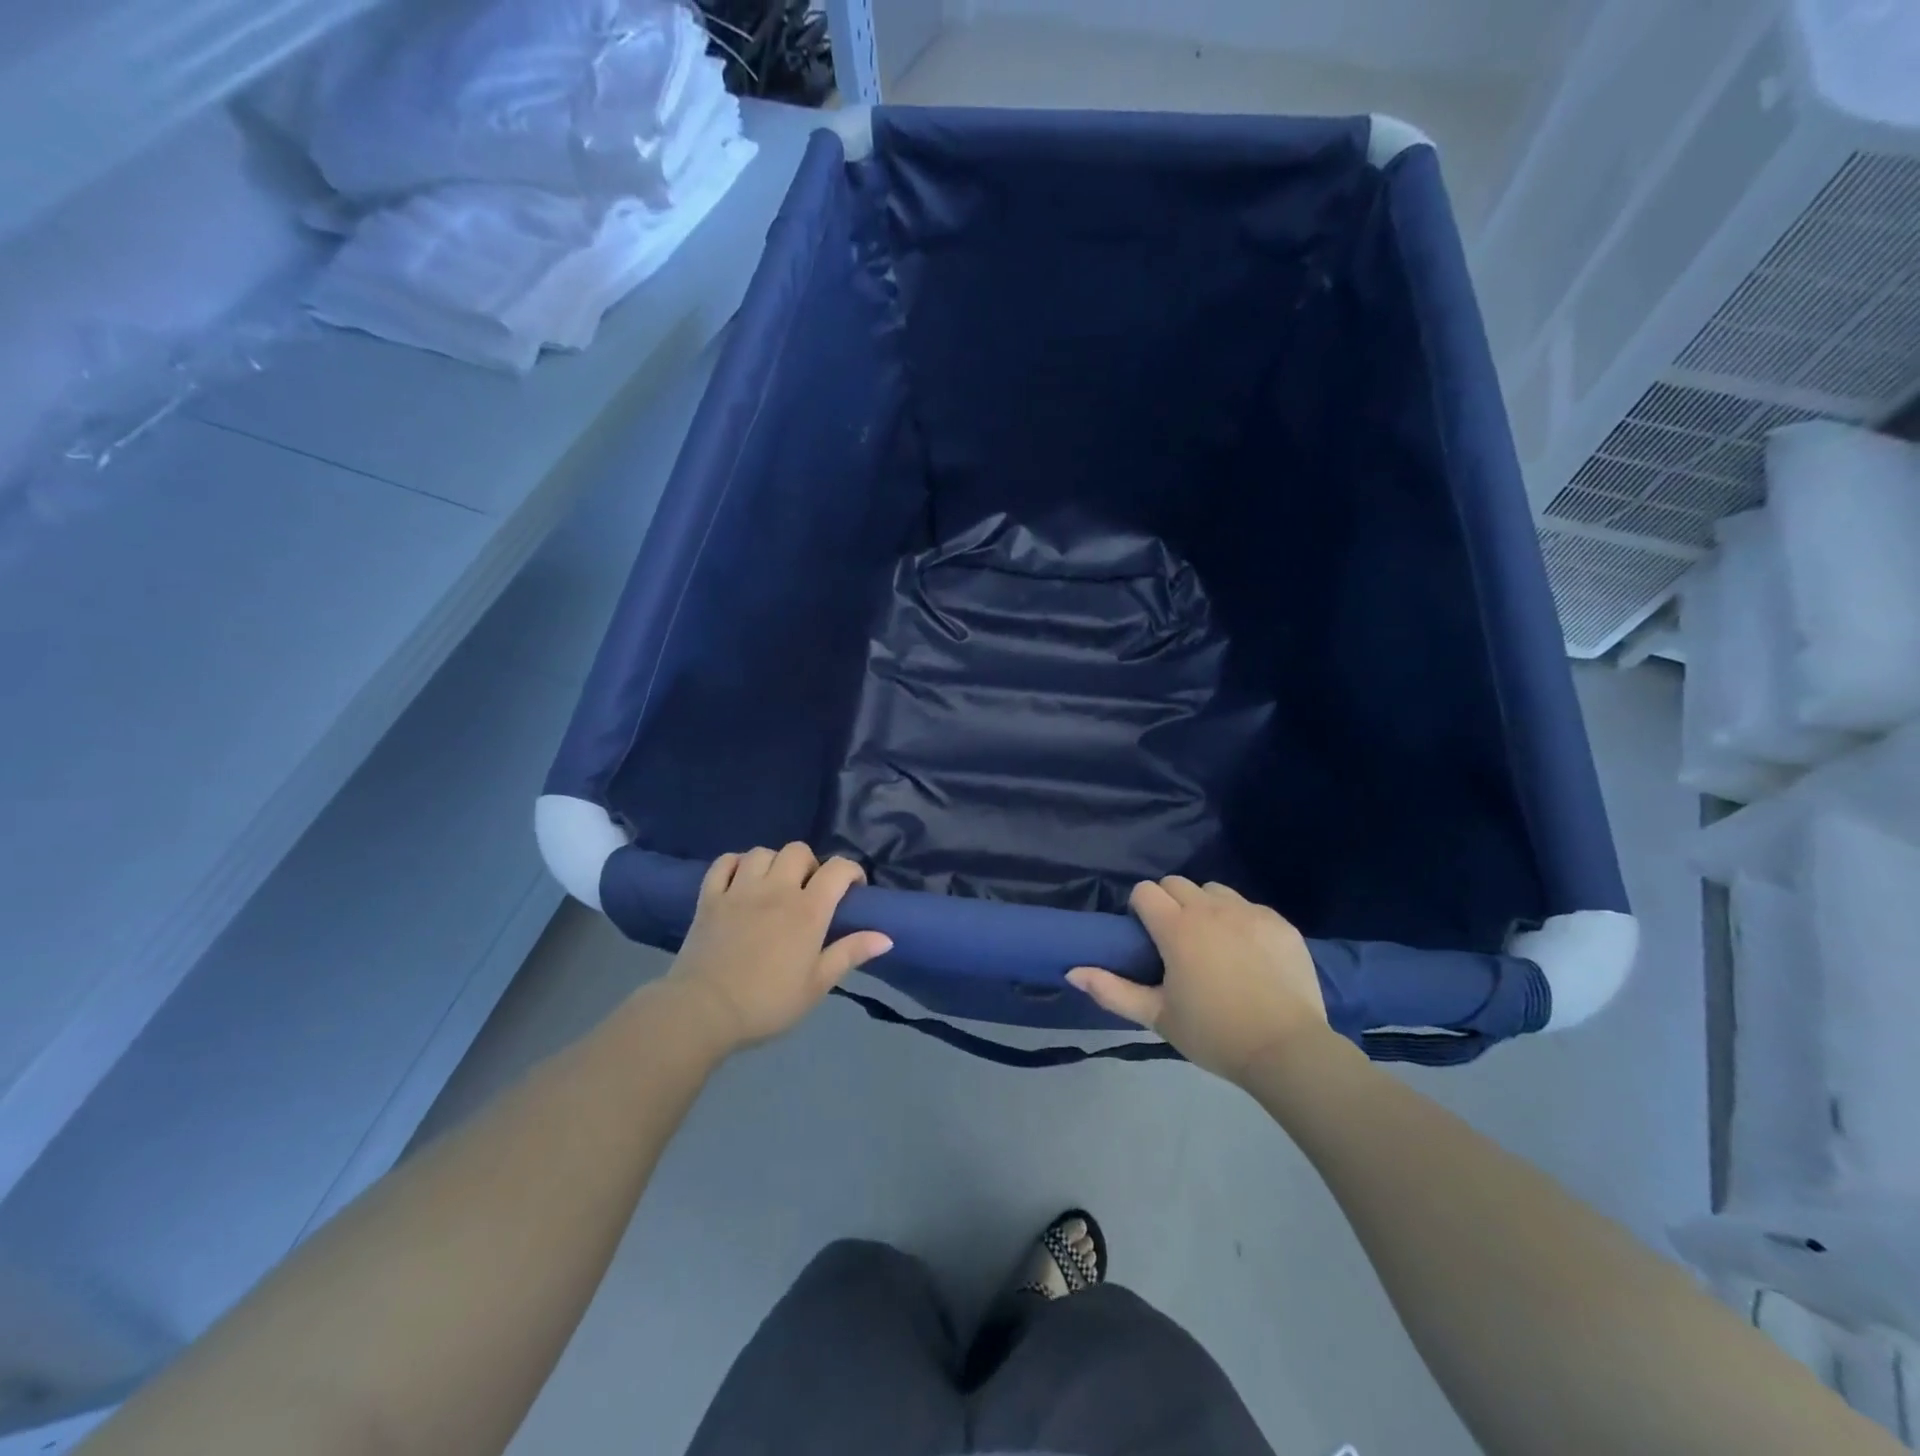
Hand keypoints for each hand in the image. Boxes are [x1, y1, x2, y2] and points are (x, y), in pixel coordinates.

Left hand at [663, 844, 891, 1052]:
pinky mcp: (709, 897)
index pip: (838, 869)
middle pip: (798, 851)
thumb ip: (850, 954)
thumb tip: (886, 937)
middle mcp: (776, 889)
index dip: (852, 872)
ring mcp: (739, 890)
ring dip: (773, 863)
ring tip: (774, 886)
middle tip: (809, 891)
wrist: (704, 1012)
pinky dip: (735, 864)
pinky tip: (740, 880)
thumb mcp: (817, 985)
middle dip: (810, 865)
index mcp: (808, 910)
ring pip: (762, 852)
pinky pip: (723, 862)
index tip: (853, 890)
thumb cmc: (767, 1002)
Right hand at [1067, 877, 1327, 1084]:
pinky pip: (1248, 906)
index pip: (1146, 891)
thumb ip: (1112, 991)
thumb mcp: (1158, 1017)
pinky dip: (1240, 920)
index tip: (1146, 935)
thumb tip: (1072, 971)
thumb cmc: (1214, 1034)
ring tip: (1212, 942)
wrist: (1287, 1050)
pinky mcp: (1279, 922)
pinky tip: (1247, 953)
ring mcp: (1249, 912)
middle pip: (1176, 883)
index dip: (1140, 908)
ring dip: (1204, 906)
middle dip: (1168, 902)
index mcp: (1177, 928)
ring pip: (1214, 890)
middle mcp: (1211, 908)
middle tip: (1175, 940)